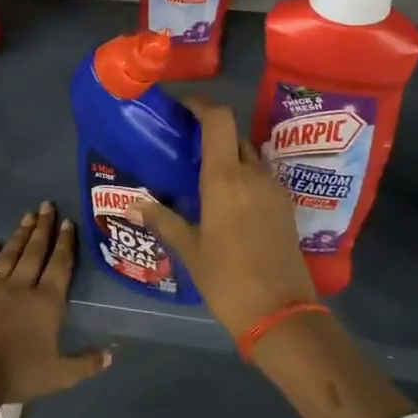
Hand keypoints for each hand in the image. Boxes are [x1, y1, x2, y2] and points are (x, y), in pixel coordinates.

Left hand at [0, 201, 109, 402]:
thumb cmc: (18, 374)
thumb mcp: (60, 376)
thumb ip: (86, 363)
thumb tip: (111, 355)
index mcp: (46, 303)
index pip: (59, 265)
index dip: (65, 243)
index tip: (68, 222)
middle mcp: (20, 288)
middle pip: (34, 252)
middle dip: (43, 228)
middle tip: (47, 205)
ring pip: (9, 255)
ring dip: (19, 235)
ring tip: (27, 216)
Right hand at [130, 96, 317, 336]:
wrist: (280, 312)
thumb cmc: (227, 279)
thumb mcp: (190, 249)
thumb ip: (163, 219)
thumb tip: (132, 204)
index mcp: (226, 178)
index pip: (218, 119)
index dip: (200, 104)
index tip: (181, 107)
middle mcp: (253, 174)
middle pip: (234, 135)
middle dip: (211, 133)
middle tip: (186, 147)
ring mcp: (274, 189)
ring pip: (250, 156)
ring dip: (229, 156)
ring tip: (204, 175)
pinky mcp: (285, 206)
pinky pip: (261, 177)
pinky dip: (244, 176)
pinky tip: (227, 200)